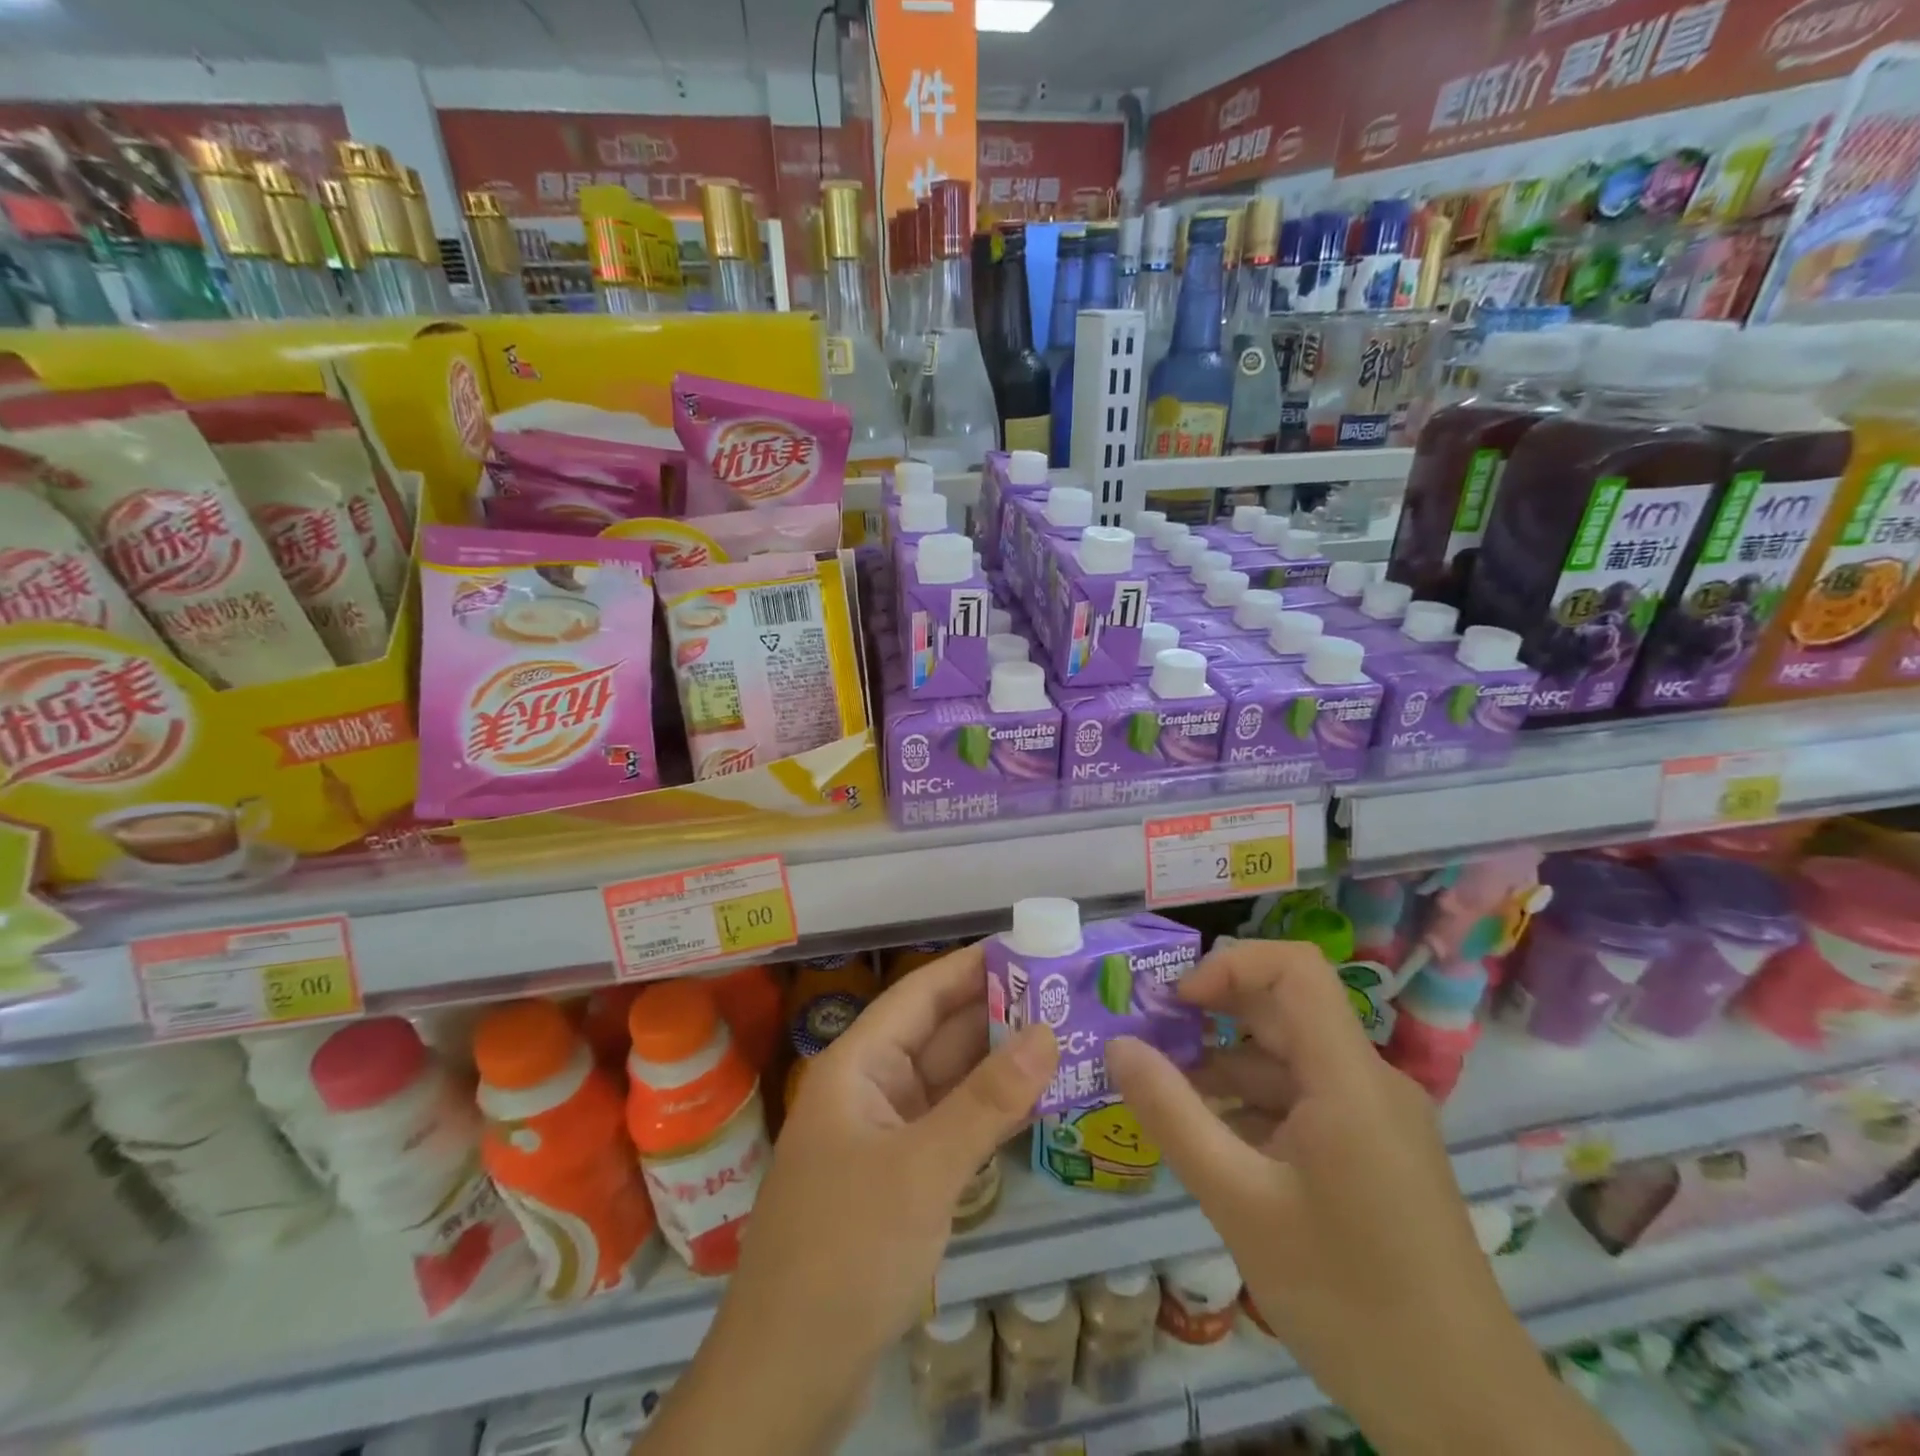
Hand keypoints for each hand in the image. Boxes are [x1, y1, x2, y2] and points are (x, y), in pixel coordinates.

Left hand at [645, 943, 1057, 1455]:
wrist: (786, 1376)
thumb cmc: (846, 1252)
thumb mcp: (922, 1170)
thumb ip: (987, 1101)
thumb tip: (1048, 1034)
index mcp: (858, 1065)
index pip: (920, 994)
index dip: (971, 966)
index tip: (1029, 948)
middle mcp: (869, 1088)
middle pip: (938, 1035)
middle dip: (998, 1014)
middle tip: (1066, 995)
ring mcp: (884, 1136)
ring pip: (948, 1082)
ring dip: (999, 1065)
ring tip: (1066, 1038)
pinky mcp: (898, 1180)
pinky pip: (949, 1126)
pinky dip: (988, 1113)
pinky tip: (1035, 1103)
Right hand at [1106, 940, 1624, 1455]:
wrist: (1469, 1414)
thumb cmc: (1350, 1299)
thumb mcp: (1240, 1204)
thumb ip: (1172, 1116)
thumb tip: (1118, 1046)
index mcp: (1348, 1077)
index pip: (1294, 968)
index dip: (1229, 965)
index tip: (1175, 1004)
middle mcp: (1368, 1081)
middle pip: (1284, 1011)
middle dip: (1211, 1017)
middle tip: (1147, 1041)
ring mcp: (1375, 1118)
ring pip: (1289, 1061)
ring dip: (1225, 1068)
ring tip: (1163, 1097)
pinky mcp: (1374, 1153)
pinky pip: (1304, 1102)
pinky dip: (1252, 1108)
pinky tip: (1212, 1143)